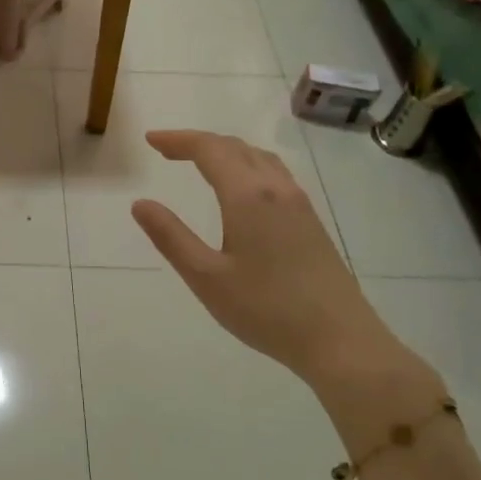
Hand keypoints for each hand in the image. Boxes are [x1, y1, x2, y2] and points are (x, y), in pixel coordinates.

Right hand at [130, 129, 391, 386]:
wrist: (339, 340)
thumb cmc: (265, 309)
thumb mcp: (206, 277)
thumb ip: (171, 237)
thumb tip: (141, 203)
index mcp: (248, 197)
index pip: (209, 150)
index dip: (178, 140)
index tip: (150, 140)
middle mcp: (277, 190)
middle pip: (236, 147)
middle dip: (198, 142)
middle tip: (166, 151)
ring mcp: (299, 204)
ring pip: (259, 159)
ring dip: (226, 151)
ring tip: (199, 162)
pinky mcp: (311, 222)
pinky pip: (274, 175)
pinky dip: (246, 166)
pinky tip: (240, 189)